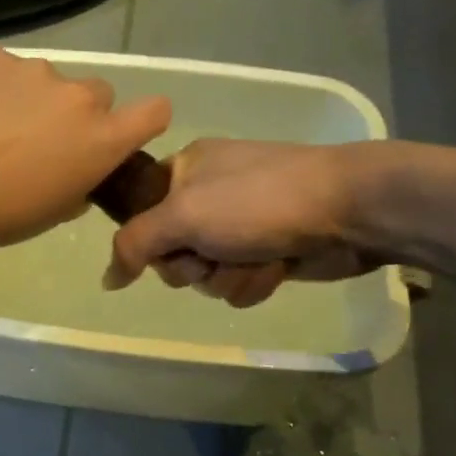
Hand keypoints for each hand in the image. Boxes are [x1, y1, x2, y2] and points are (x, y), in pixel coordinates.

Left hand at [0, 48, 171, 252]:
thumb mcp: (49, 214)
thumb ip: (77, 187)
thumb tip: (77, 176)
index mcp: (101, 139)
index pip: (155, 111)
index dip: (142, 121)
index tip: (120, 134)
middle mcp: (78, 96)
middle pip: (97, 94)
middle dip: (78, 114)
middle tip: (40, 140)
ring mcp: (34, 70)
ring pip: (48, 80)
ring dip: (32, 99)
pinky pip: (5, 69)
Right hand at [104, 139, 386, 306]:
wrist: (348, 209)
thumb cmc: (258, 202)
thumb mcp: (183, 215)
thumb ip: (133, 244)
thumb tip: (106, 279)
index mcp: (185, 172)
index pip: (140, 217)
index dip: (151, 240)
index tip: (168, 244)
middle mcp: (208, 198)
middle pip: (172, 255)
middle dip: (194, 265)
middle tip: (213, 254)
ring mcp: (240, 226)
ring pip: (206, 275)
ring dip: (228, 277)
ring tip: (256, 259)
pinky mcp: (267, 251)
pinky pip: (238, 283)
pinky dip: (254, 281)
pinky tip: (276, 266)